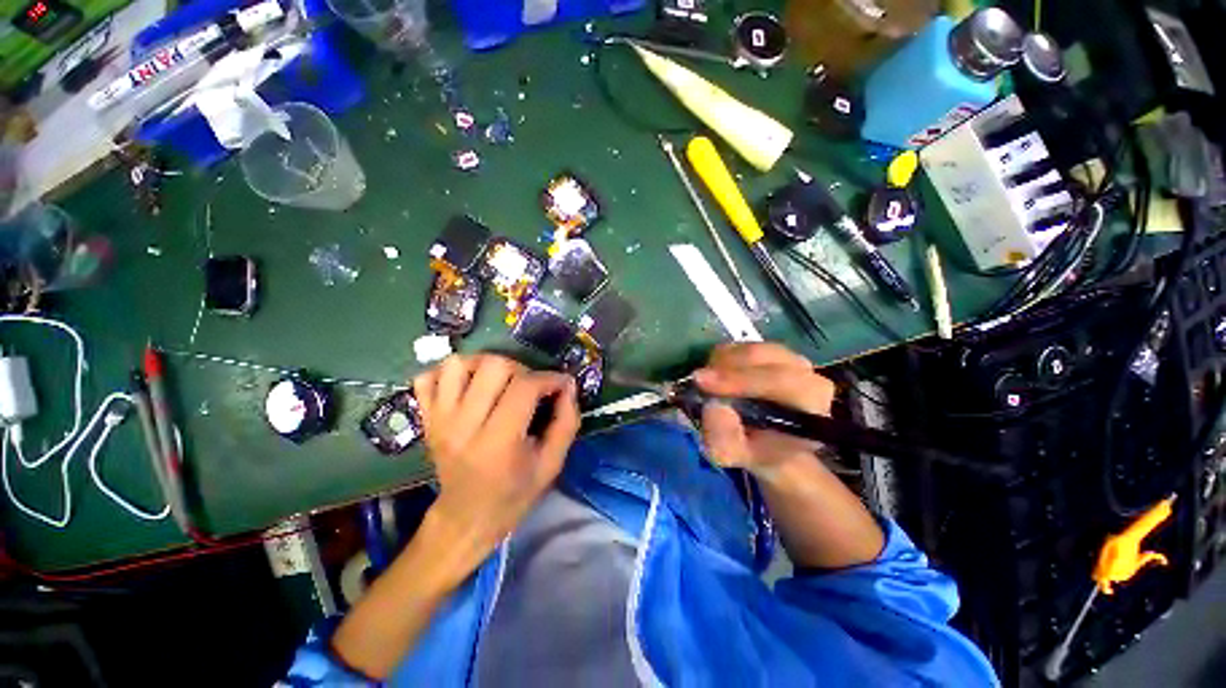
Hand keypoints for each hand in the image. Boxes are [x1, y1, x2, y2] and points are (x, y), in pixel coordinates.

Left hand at [413, 354, 580, 555]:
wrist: (466, 518)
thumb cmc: (514, 493)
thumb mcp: (552, 464)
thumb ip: (566, 422)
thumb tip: (568, 385)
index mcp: (498, 443)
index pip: (524, 387)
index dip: (549, 378)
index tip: (561, 384)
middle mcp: (464, 426)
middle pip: (492, 366)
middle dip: (520, 369)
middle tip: (530, 386)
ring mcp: (439, 420)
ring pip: (458, 364)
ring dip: (485, 365)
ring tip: (499, 381)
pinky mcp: (426, 418)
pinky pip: (427, 377)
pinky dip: (449, 374)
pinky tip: (468, 386)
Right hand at [693, 343, 834, 480]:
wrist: (767, 441)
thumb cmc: (755, 450)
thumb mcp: (733, 454)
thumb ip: (724, 438)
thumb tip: (713, 406)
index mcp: (811, 403)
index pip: (781, 380)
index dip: (740, 379)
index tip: (704, 383)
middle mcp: (806, 373)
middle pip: (762, 357)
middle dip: (725, 368)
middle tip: (697, 380)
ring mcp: (789, 357)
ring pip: (748, 348)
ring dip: (721, 363)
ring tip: (707, 384)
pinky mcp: (770, 350)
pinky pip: (741, 345)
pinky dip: (722, 358)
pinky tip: (717, 376)